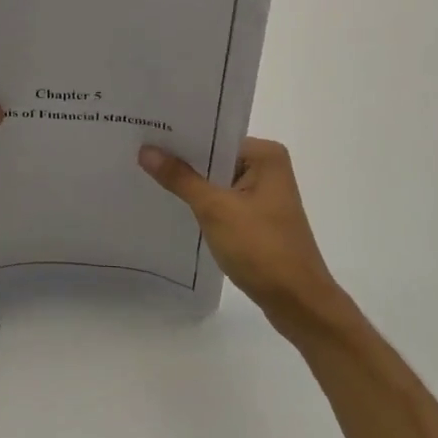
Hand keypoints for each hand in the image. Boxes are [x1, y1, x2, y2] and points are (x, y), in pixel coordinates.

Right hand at [140, 138, 347, 337]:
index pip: (214, 136)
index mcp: (265, 155)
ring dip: (190, 184)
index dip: (181, 137)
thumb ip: (180, 178)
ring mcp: (264, 195)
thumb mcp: (215, 209)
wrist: (298, 304)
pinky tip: (173, 205)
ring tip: (146, 174)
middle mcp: (268, 168)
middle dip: (182, 160)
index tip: (146, 133)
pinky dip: (203, 204)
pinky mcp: (258, 219)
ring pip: (217, 181)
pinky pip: (223, 201)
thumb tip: (146, 150)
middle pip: (215, 157)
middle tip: (138, 153)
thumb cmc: (262, 248)